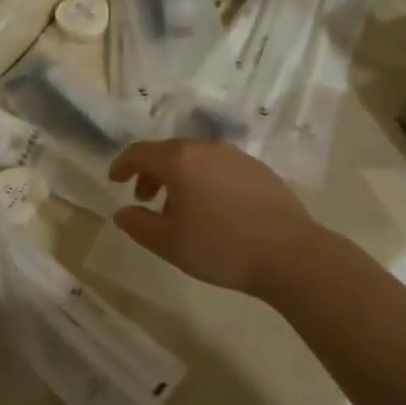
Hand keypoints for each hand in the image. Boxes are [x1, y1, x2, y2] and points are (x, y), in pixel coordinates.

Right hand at [107, 141, 340, 299]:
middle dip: (151, 173)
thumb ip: (138, 225)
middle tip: (144, 198)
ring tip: (179, 210)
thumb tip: (122, 213)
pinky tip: (212, 210)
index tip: (114, 180)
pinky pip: (220, 168)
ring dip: (179, 178)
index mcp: (180, 161)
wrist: (291, 255)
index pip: (141, 153)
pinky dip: (205, 181)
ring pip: (197, 160)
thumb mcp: (169, 243)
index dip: (123, 165)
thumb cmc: (221, 248)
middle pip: (169, 153)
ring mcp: (237, 157)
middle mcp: (207, 149)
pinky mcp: (260, 171)